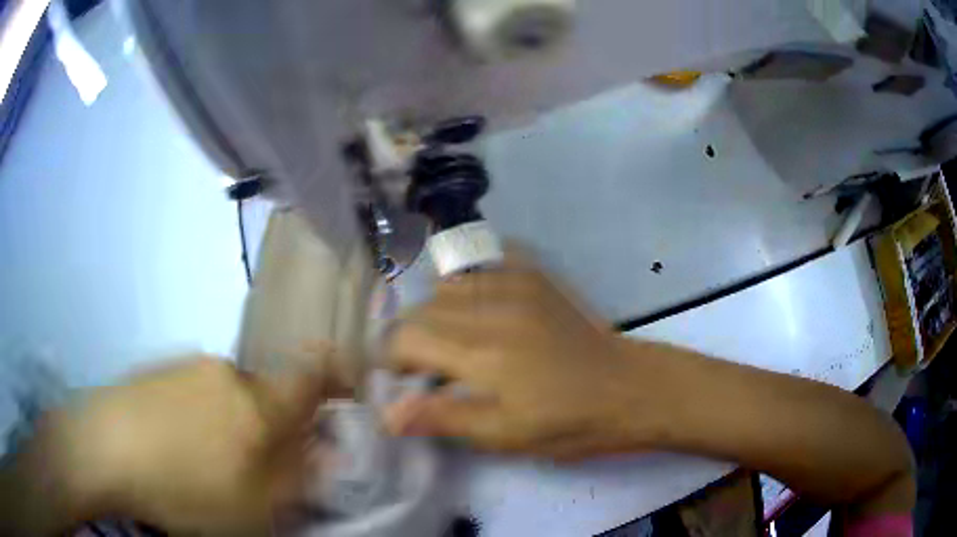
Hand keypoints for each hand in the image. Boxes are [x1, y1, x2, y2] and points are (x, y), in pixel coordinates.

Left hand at [19, 354, 343, 535]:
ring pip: (226, 394)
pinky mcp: (156, 371)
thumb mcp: (253, 504)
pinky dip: (196, 417)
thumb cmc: (185, 486)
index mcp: (256, 402)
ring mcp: (185, 367)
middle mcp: (225, 372)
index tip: (341, 394)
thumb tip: (326, 456)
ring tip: (206, 462)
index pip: (311, 375)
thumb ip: (295, 478)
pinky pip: (192, 392)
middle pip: (265, 393)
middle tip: (255, 465)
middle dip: (270, 425)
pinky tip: (175, 446)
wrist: (103, 449)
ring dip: (230, 424)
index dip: (333, 378)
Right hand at [383, 253, 656, 460]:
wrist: (627, 387)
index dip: (393, 360)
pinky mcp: (535, 277)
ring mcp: (516, 284)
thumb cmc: (567, 422)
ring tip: (454, 343)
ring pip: (446, 287)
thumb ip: (443, 417)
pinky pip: (482, 267)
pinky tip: (478, 311)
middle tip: (430, 370)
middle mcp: (492, 308)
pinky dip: (467, 287)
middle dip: (412, 340)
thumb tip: (386, 415)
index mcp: (483, 353)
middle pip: (421, 309)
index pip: (406, 338)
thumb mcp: (505, 435)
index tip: (404, 381)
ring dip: (437, 315)